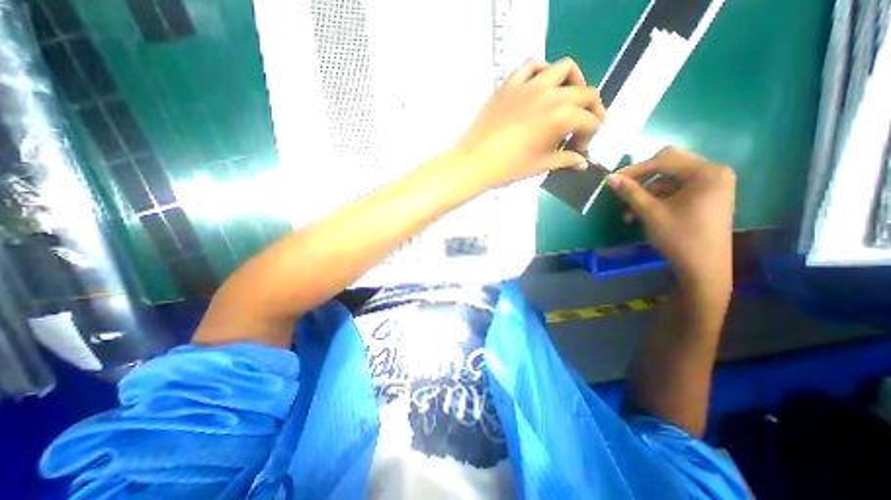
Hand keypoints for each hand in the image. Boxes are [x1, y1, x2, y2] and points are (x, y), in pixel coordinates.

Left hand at [454, 57, 605, 191]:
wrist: (475, 162)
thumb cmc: (509, 168)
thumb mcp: (541, 165)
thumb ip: (565, 160)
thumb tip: (581, 163)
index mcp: (561, 117)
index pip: (589, 121)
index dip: (588, 136)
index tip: (578, 150)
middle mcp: (550, 94)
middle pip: (585, 93)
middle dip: (591, 110)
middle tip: (584, 125)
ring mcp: (529, 85)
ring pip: (564, 69)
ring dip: (574, 82)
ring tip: (569, 98)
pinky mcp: (510, 84)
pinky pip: (532, 66)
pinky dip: (543, 71)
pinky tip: (542, 85)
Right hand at [605, 149, 737, 293]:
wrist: (703, 267)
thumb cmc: (679, 237)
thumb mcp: (650, 212)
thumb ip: (630, 192)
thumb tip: (610, 178)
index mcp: (706, 172)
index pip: (664, 160)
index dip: (636, 169)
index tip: (613, 180)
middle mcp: (713, 173)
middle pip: (668, 165)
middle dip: (641, 179)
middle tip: (622, 190)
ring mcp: (712, 185)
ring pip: (669, 179)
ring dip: (645, 193)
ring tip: (629, 213)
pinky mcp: (706, 197)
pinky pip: (676, 190)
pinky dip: (656, 199)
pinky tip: (641, 214)